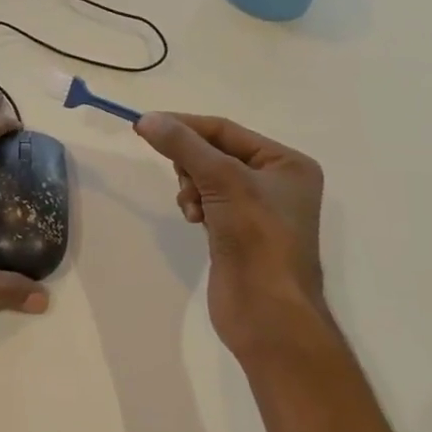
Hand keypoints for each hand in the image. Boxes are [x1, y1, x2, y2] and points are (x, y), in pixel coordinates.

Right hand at [134, 112, 327, 361]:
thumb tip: (146, 118)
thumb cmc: (257, 238)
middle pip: (215, 152)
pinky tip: (194, 220)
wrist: (268, 313)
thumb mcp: (222, 180)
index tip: (144, 125)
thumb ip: (183, 145)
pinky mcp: (238, 232)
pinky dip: (195, 205)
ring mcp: (257, 209)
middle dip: (191, 163)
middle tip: (182, 177)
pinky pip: (207, 202)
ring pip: (207, 177)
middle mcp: (276, 182)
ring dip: (191, 186)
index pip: (225, 130)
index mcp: (286, 163)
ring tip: (192, 208)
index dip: (184, 125)